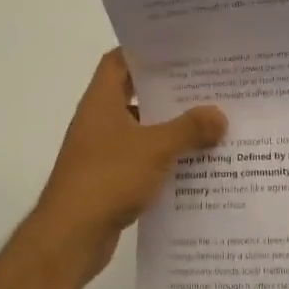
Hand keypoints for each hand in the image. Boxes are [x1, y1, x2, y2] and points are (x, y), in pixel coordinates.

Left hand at [28, 49, 226, 279]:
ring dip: (169, 128)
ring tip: (208, 122)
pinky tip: (194, 163)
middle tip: (206, 85)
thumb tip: (219, 115)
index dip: (145, 51)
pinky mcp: (109, 180)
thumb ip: (189, 129)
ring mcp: (102, 152)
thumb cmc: (107, 178)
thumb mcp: (155, 148)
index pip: (119, 61)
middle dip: (168, 91)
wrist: (69, 238)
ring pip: (141, 130)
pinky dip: (164, 159)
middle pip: (134, 94)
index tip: (178, 50)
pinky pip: (142, 160)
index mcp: (101, 102)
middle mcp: (99, 121)